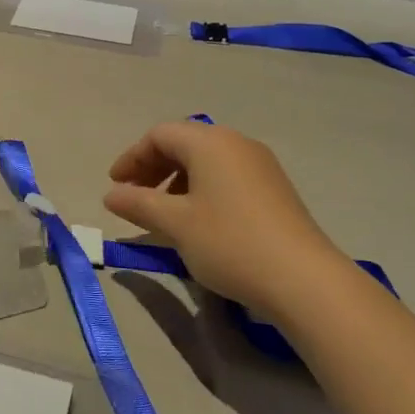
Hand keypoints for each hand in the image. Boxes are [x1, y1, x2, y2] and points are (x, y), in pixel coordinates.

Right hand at [102, 120, 351, 320]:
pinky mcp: (275, 188)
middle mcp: (236, 143)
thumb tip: (111, 195)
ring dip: (178, 180)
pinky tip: (199, 221)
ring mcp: (260, 164)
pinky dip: (203, 189)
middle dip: (153, 168)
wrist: (302, 278)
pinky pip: (228, 176)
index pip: (160, 135)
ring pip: (207, 161)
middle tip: (135, 198)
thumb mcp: (176, 224)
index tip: (115, 187)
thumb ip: (139, 204)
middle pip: (184, 143)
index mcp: (210, 142)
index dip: (132, 158)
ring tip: (164, 214)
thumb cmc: (229, 242)